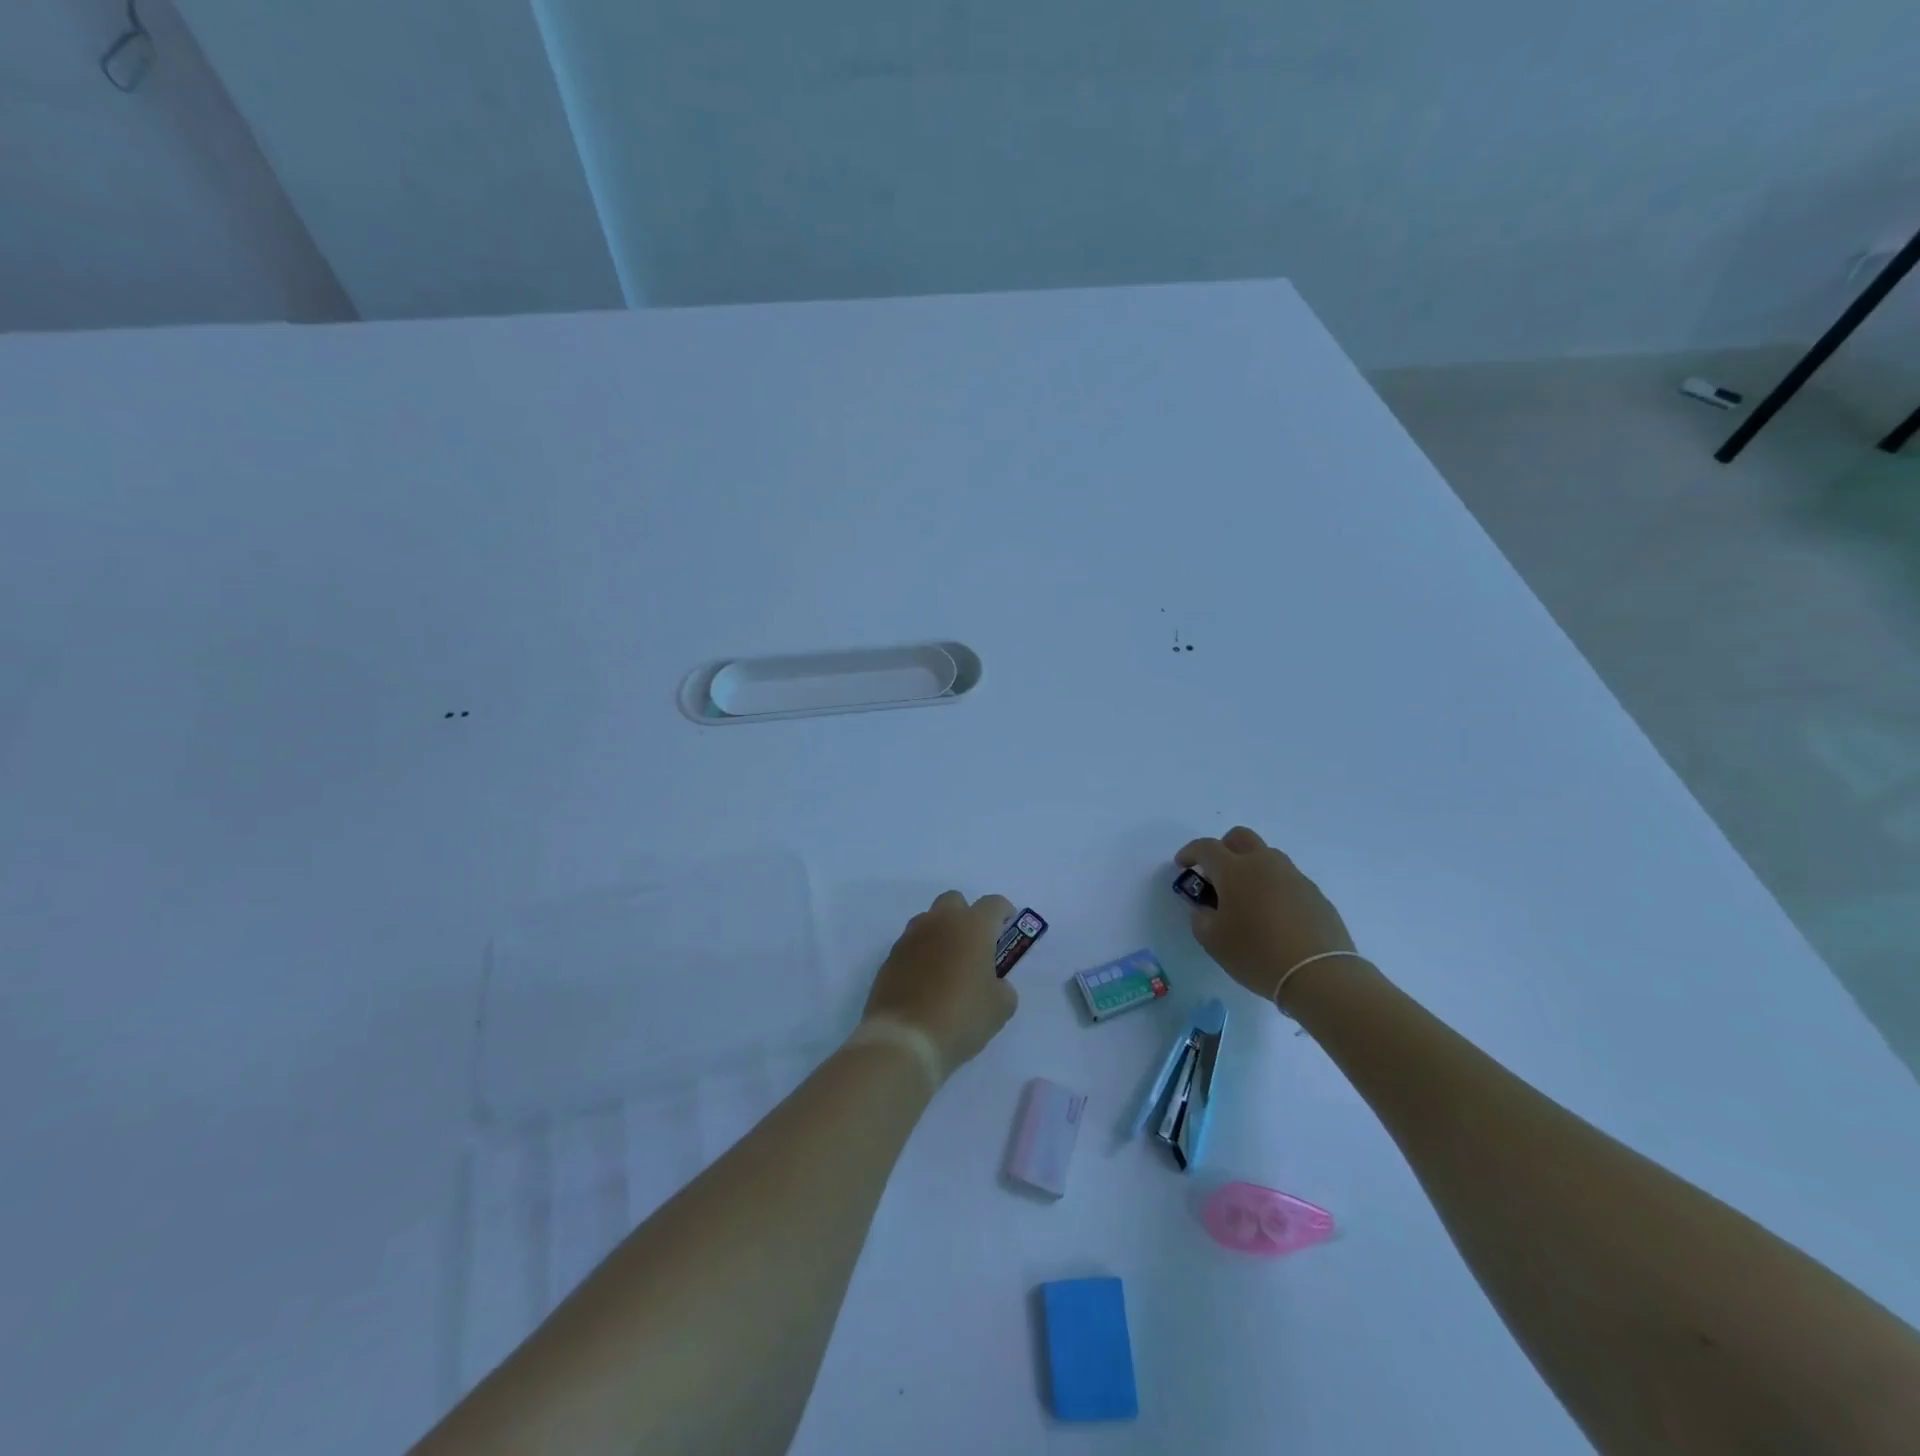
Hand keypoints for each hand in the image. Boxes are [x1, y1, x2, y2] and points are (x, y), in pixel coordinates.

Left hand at [862, 891, 1018, 1078]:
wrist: (905, 1039)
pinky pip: (911, 945)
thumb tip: (993, 983)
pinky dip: (922, 954)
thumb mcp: (1000, 1007)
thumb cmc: (961, 1017)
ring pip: (929, 920)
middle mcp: (940, 922)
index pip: (993, 904)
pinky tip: (927, 981)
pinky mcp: (890, 957)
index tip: (1008, 927)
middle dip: (967, 916)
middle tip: (976, 945)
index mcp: (972, 926)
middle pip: (955, 901)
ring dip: (941, 933)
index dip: (1004, 913)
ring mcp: (910, 938)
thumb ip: (1003, 986)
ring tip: (949, 965)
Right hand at [1176, 827, 1359, 1007]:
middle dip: (1223, 848)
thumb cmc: (1256, 954)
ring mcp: (1293, 876)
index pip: (1206, 847)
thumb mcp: (1213, 941)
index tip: (1182, 865)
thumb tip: (1207, 909)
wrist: (1319, 974)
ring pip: (1267, 856)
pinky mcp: (1315, 894)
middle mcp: (1264, 863)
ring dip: (1251, 867)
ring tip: (1246, 898)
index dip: (1190, 852)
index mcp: (1234, 870)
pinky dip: (1273, 887)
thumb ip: (1201, 918)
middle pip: (1240, 837)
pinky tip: (1273, 916)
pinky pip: (1287, 879)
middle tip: (1216, 874)